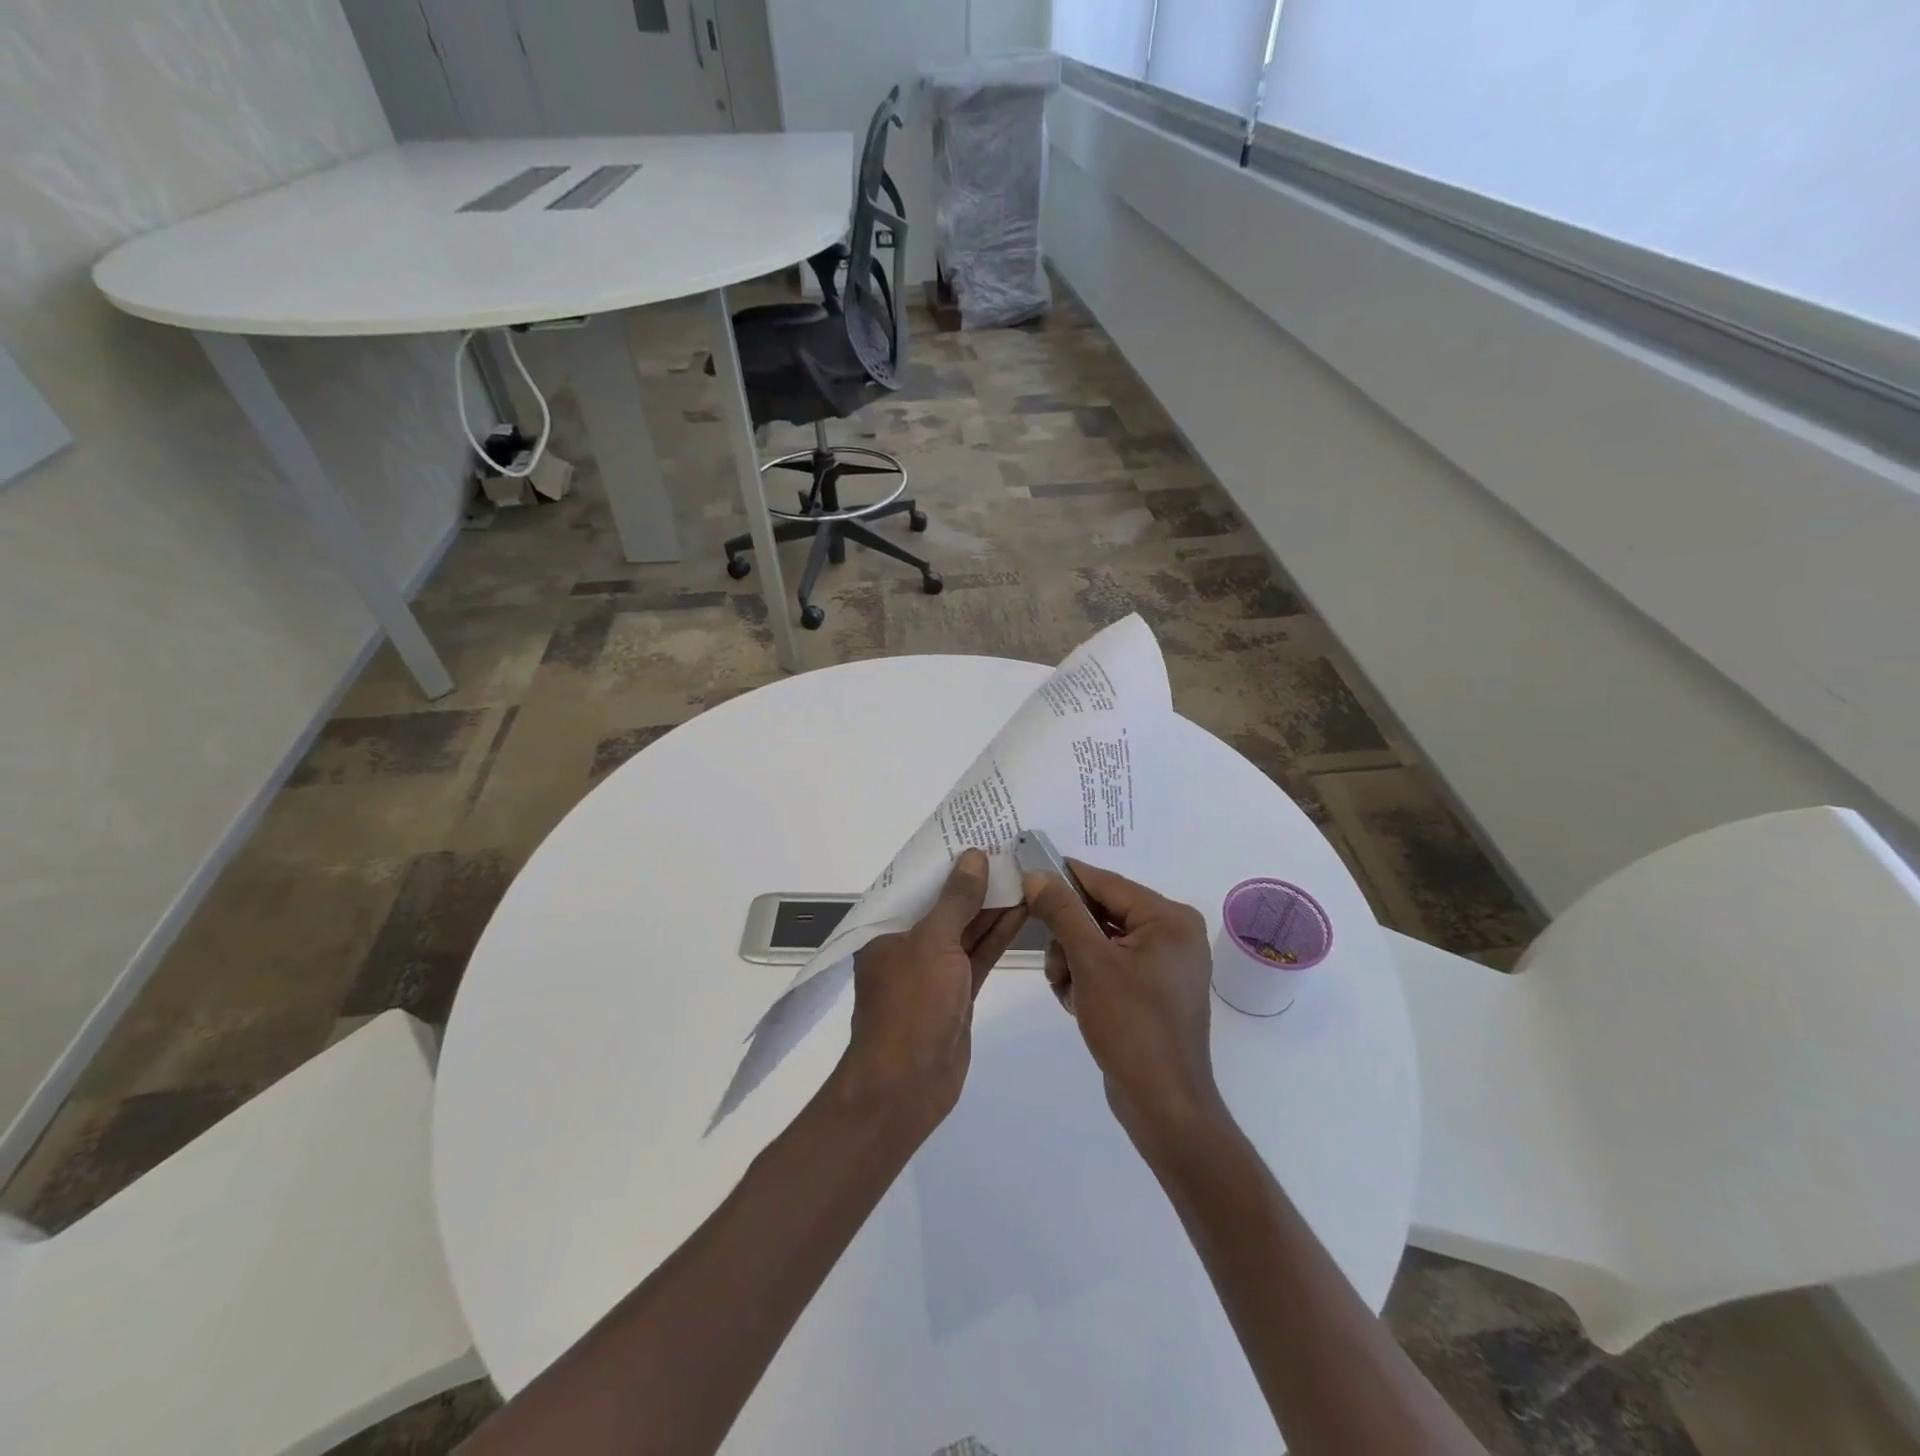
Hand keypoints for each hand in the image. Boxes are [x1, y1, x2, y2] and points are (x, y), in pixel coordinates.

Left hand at [840, 849, 1027, 1133]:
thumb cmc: (910, 1006)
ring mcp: (934, 971)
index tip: (976, 833)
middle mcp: (908, 944)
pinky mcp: (957, 994)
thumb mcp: (932, 944)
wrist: (906, 1087)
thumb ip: (955, 900)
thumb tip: (972, 856)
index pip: (918, 883)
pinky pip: (978, 955)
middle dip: (976, 881)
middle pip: (946, 904)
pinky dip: (998, 935)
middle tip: (1012, 850)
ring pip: (967, 929)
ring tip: (1026, 874)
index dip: (946, 859)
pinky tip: (1023, 911)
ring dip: (993, 906)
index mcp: (887, 927)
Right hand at [1023, 860, 1223, 1157]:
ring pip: (1100, 940)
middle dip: (1070, 936)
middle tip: (1054, 963)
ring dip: (1074, 960)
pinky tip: (1078, 1003)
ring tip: (1067, 991)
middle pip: (1102, 912)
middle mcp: (1173, 933)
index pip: (1106, 883)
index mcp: (1169, 918)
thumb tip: (1038, 874)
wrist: (1163, 1105)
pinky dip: (1088, 978)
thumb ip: (1063, 912)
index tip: (1026, 875)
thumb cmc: (1132, 1026)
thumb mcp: (1091, 962)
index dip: (1064, 879)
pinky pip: (1110, 965)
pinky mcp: (1154, 989)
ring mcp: (1165, 963)